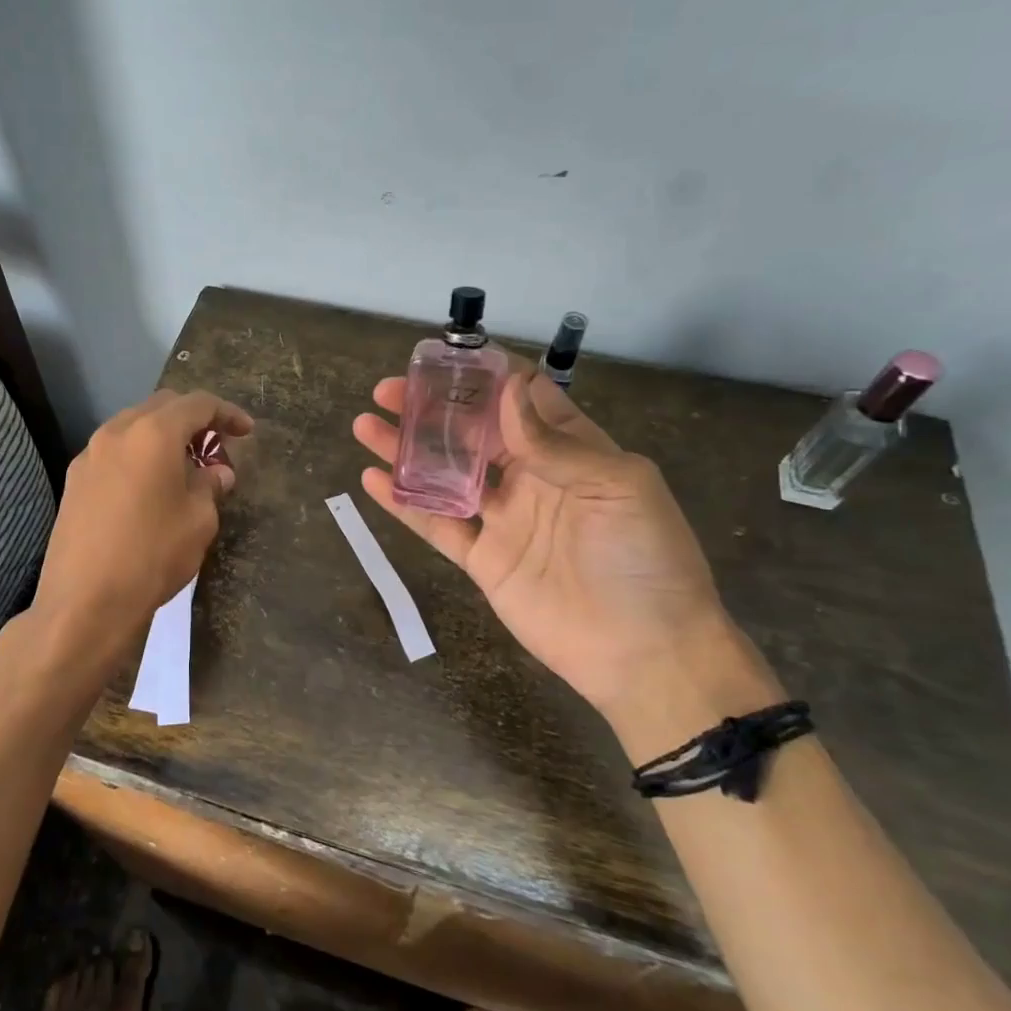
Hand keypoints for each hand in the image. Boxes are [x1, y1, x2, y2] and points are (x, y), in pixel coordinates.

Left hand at [27, 389, 252, 685]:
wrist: (86, 601)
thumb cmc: (153, 554)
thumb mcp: (199, 520)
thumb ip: (210, 486)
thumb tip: (216, 473)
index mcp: (153, 433)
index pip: (197, 404)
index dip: (227, 413)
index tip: (247, 431)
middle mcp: (116, 432)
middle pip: (162, 407)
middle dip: (193, 420)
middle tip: (215, 449)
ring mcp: (89, 456)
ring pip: (133, 428)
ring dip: (162, 438)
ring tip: (183, 469)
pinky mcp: (73, 481)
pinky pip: (114, 453)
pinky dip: (138, 457)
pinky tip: (149, 489)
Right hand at [353, 371, 755, 723]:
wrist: (643, 652)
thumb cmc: (645, 559)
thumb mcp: (619, 486)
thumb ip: (557, 443)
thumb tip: (507, 393)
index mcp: (572, 451)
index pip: (523, 399)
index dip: (486, 376)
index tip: (445, 358)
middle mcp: (532, 477)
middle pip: (472, 432)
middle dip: (432, 407)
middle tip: (388, 390)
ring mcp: (503, 519)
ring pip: (445, 473)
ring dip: (406, 448)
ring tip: (365, 425)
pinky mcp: (482, 558)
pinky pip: (436, 524)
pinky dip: (403, 502)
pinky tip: (373, 479)